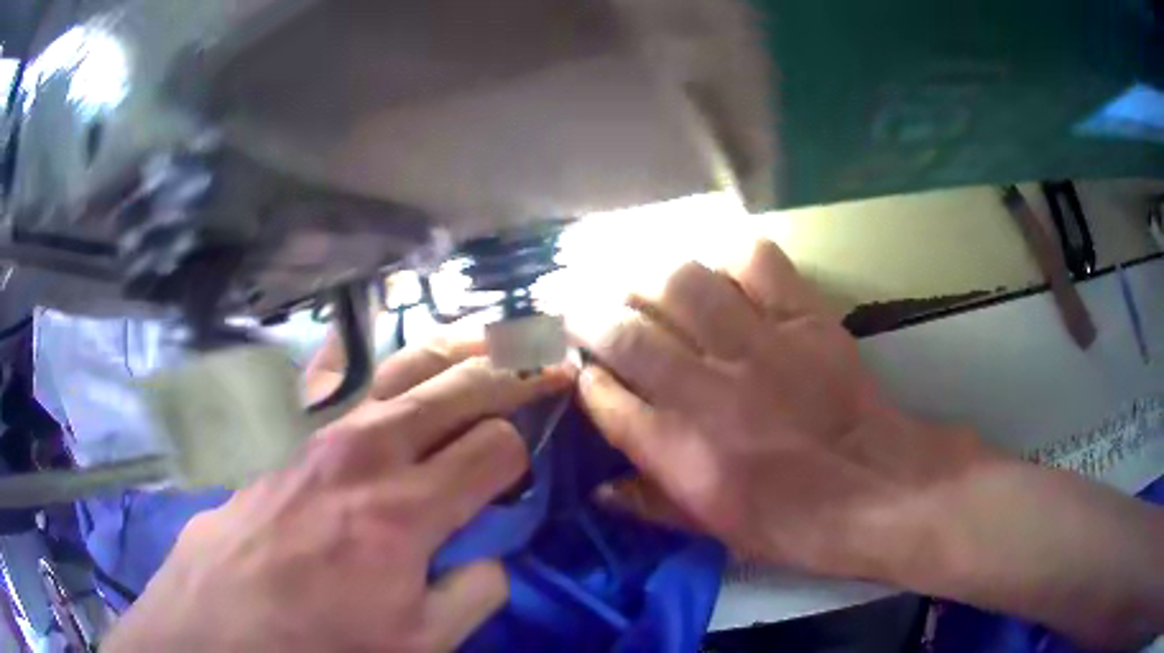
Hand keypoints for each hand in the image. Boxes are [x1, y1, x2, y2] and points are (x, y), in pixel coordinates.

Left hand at [104, 341, 571, 652]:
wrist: (222, 621)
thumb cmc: (320, 641)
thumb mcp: (418, 645)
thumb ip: (473, 594)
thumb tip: (490, 559)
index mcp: (405, 509)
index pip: (493, 447)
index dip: (523, 450)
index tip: (528, 465)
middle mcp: (367, 450)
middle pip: (456, 386)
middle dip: (512, 371)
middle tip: (547, 360)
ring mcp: (321, 431)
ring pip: (402, 366)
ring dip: (455, 350)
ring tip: (489, 340)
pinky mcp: (290, 432)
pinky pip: (344, 376)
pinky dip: (384, 360)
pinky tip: (396, 356)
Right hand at [578, 240, 990, 578]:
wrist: (875, 489)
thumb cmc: (793, 523)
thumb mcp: (715, 530)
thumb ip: (653, 504)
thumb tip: (600, 489)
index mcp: (679, 450)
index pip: (605, 398)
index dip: (585, 378)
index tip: (582, 369)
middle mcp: (705, 389)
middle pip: (626, 332)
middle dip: (590, 315)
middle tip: (581, 308)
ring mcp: (757, 345)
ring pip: (680, 283)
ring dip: (646, 276)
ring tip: (636, 279)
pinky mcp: (803, 319)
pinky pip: (756, 262)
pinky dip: (730, 255)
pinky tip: (717, 265)